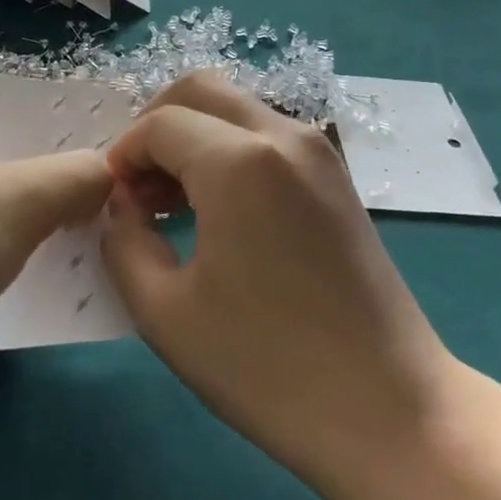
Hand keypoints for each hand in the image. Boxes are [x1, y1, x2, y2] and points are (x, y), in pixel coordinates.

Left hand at [0, 108, 112, 469]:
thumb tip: (109, 176)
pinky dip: (18, 275)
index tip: (109, 162)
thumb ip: (75, 176)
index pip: (6, 124)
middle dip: (58, 192)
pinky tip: (65, 286)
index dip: (58, 141)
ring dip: (43, 236)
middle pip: (5, 173)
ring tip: (103, 242)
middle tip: (115, 203)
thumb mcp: (17, 198)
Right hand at [101, 73, 500, 499]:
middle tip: (138, 186)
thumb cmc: (267, 367)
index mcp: (240, 161)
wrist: (388, 409)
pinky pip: (267, 133)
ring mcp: (318, 149)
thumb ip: (124, 240)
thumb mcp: (166, 312)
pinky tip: (218, 207)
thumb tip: (122, 204)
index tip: (112, 201)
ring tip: (172, 202)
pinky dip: (230, 148)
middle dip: (156, 126)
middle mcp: (283, 134)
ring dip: (194, 135)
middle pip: (201, 90)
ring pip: (236, 107)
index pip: (160, 124)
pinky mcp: (336, 172)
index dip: (123, 155)